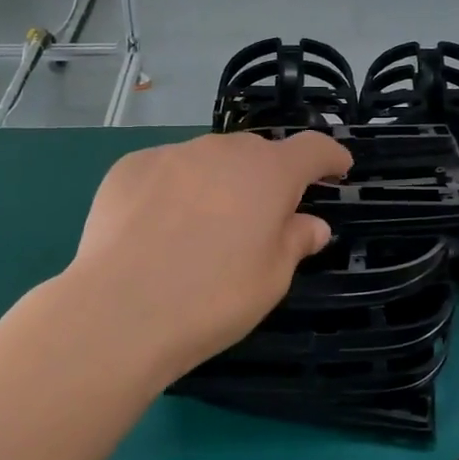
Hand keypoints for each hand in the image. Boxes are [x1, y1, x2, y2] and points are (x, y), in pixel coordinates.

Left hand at [67, 130, 352, 378]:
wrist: (120, 310)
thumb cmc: (213, 298)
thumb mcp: (271, 279)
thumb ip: (296, 241)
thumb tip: (312, 224)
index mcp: (268, 173)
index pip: (312, 149)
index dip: (330, 157)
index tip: (338, 167)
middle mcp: (222, 150)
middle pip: (256, 153)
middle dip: (267, 177)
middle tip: (262, 216)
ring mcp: (172, 154)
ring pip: (208, 160)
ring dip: (217, 182)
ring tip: (203, 227)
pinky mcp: (129, 167)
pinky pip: (165, 171)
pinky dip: (173, 189)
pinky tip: (157, 227)